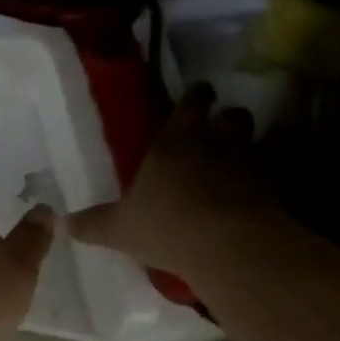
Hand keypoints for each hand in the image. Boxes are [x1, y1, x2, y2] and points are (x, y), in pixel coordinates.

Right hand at [69, 84, 284, 274]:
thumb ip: (92, 224)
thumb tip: (59, 223)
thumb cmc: (166, 226)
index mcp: (174, 142)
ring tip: (245, 158)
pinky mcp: (277, 188)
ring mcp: (250, 163)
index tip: (200, 94)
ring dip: (254, 143)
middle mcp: (215, 142)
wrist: (229, 246)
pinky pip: (280, 171)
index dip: (197, 96)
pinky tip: (270, 189)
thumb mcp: (119, 228)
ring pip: (259, 137)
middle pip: (233, 115)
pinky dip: (275, 176)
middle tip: (221, 131)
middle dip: (229, 119)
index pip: (192, 102)